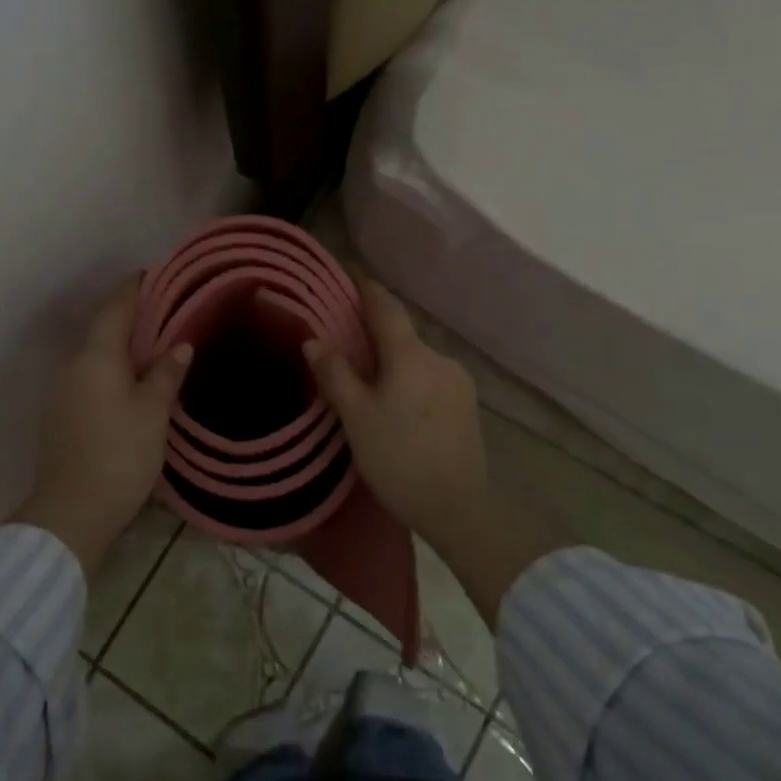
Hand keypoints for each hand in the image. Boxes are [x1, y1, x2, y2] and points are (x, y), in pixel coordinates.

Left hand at [14, 276, 191, 574]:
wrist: (72, 512)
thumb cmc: (119, 455)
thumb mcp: (153, 413)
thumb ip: (165, 375)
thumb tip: (180, 345)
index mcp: (96, 357)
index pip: (115, 310)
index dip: (132, 290)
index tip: (150, 274)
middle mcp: (73, 366)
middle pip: (102, 331)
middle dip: (128, 317)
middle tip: (161, 310)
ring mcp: (62, 392)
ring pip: (94, 356)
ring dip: (119, 346)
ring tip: (150, 345)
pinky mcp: (60, 416)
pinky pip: (88, 378)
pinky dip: (109, 370)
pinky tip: (129, 382)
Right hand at [305, 279, 563, 625]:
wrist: (461, 508)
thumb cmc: (400, 459)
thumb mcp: (357, 418)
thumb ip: (336, 374)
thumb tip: (314, 340)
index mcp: (410, 354)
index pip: (385, 306)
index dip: (365, 287)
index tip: (346, 272)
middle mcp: (439, 357)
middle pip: (401, 332)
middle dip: (374, 329)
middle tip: (344, 337)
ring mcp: (458, 380)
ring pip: (416, 356)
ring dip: (393, 358)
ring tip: (368, 377)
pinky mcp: (466, 403)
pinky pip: (429, 376)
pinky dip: (409, 376)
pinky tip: (397, 401)